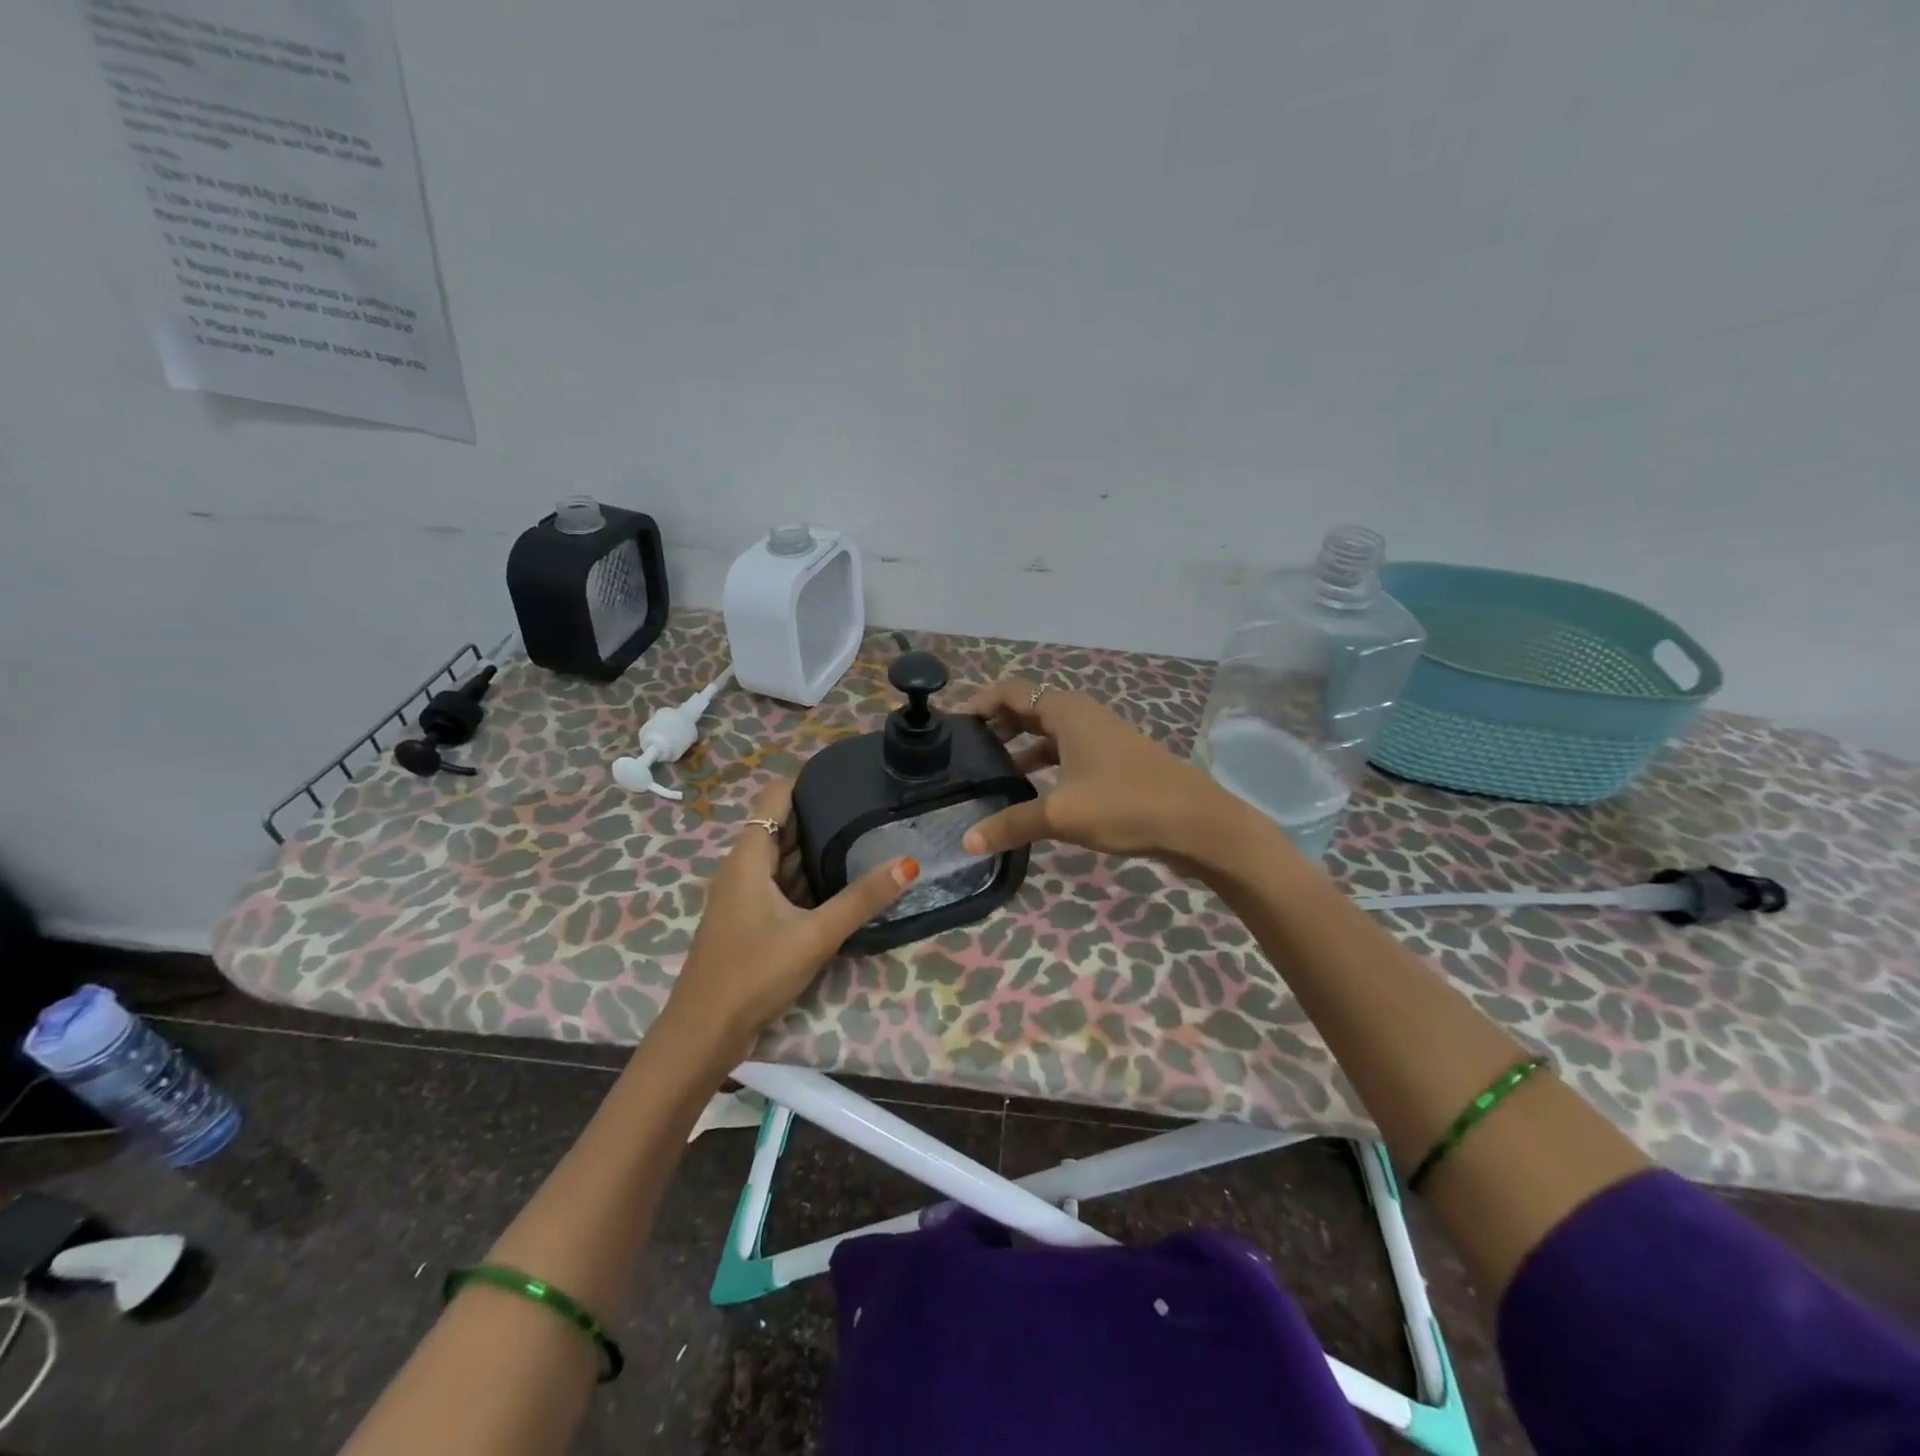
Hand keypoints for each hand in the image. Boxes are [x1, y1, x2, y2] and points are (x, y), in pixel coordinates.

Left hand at [660, 779, 918, 1062]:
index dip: (806, 779)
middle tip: (870, 805)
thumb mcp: (814, 935)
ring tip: (865, 834)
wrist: (704, 1033)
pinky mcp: (751, 920)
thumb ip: (861, 899)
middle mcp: (743, 868)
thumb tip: (908, 863)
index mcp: (748, 857)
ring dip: (816, 848)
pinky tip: (842, 881)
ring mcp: (745, 896)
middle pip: (781, 826)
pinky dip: (809, 878)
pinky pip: (783, 885)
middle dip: (820, 813)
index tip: (848, 773)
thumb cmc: (753, 973)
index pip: (775, 796)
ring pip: (783, 858)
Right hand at [958, 678, 1253, 868]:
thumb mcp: (1061, 814)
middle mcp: (1081, 716)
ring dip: (1017, 749)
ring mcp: (1098, 739)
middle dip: (994, 727)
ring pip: (1046, 735)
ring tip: (986, 775)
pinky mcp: (1110, 763)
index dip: (979, 704)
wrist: (1196, 823)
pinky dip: (1041, 766)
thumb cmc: (1125, 804)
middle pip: (1027, 710)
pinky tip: (1027, 793)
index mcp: (1066, 711)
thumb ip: (1010, 824)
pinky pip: (1064, 754)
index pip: (1011, 691)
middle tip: (961, 753)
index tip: (951, 728)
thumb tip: (966, 842)